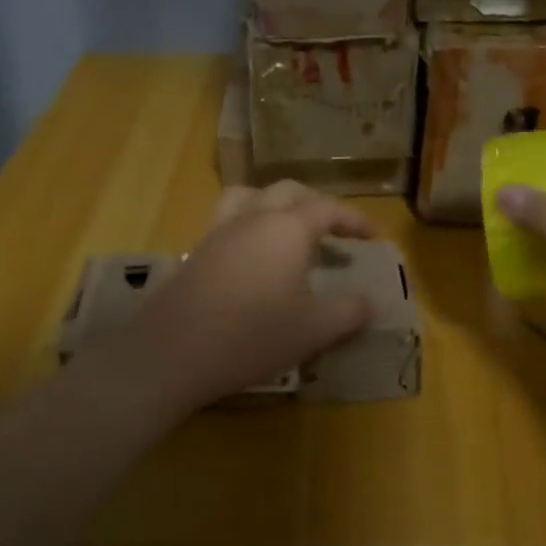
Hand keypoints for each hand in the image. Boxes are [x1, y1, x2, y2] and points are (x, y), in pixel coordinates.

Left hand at [119, 182, 375, 411]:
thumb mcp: (313, 329)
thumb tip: (372, 304)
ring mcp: (218, 232)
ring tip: (287, 231)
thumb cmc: (253, 336)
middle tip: (332, 230)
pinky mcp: (196, 252)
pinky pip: (227, 221)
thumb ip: (349, 312)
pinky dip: (248, 225)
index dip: (353, 219)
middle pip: (287, 192)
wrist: (174, 353)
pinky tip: (253, 260)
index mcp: (287, 228)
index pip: (327, 208)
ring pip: (249, 197)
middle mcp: (252, 218)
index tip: (372, 237)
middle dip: (315, 204)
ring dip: (274, 205)